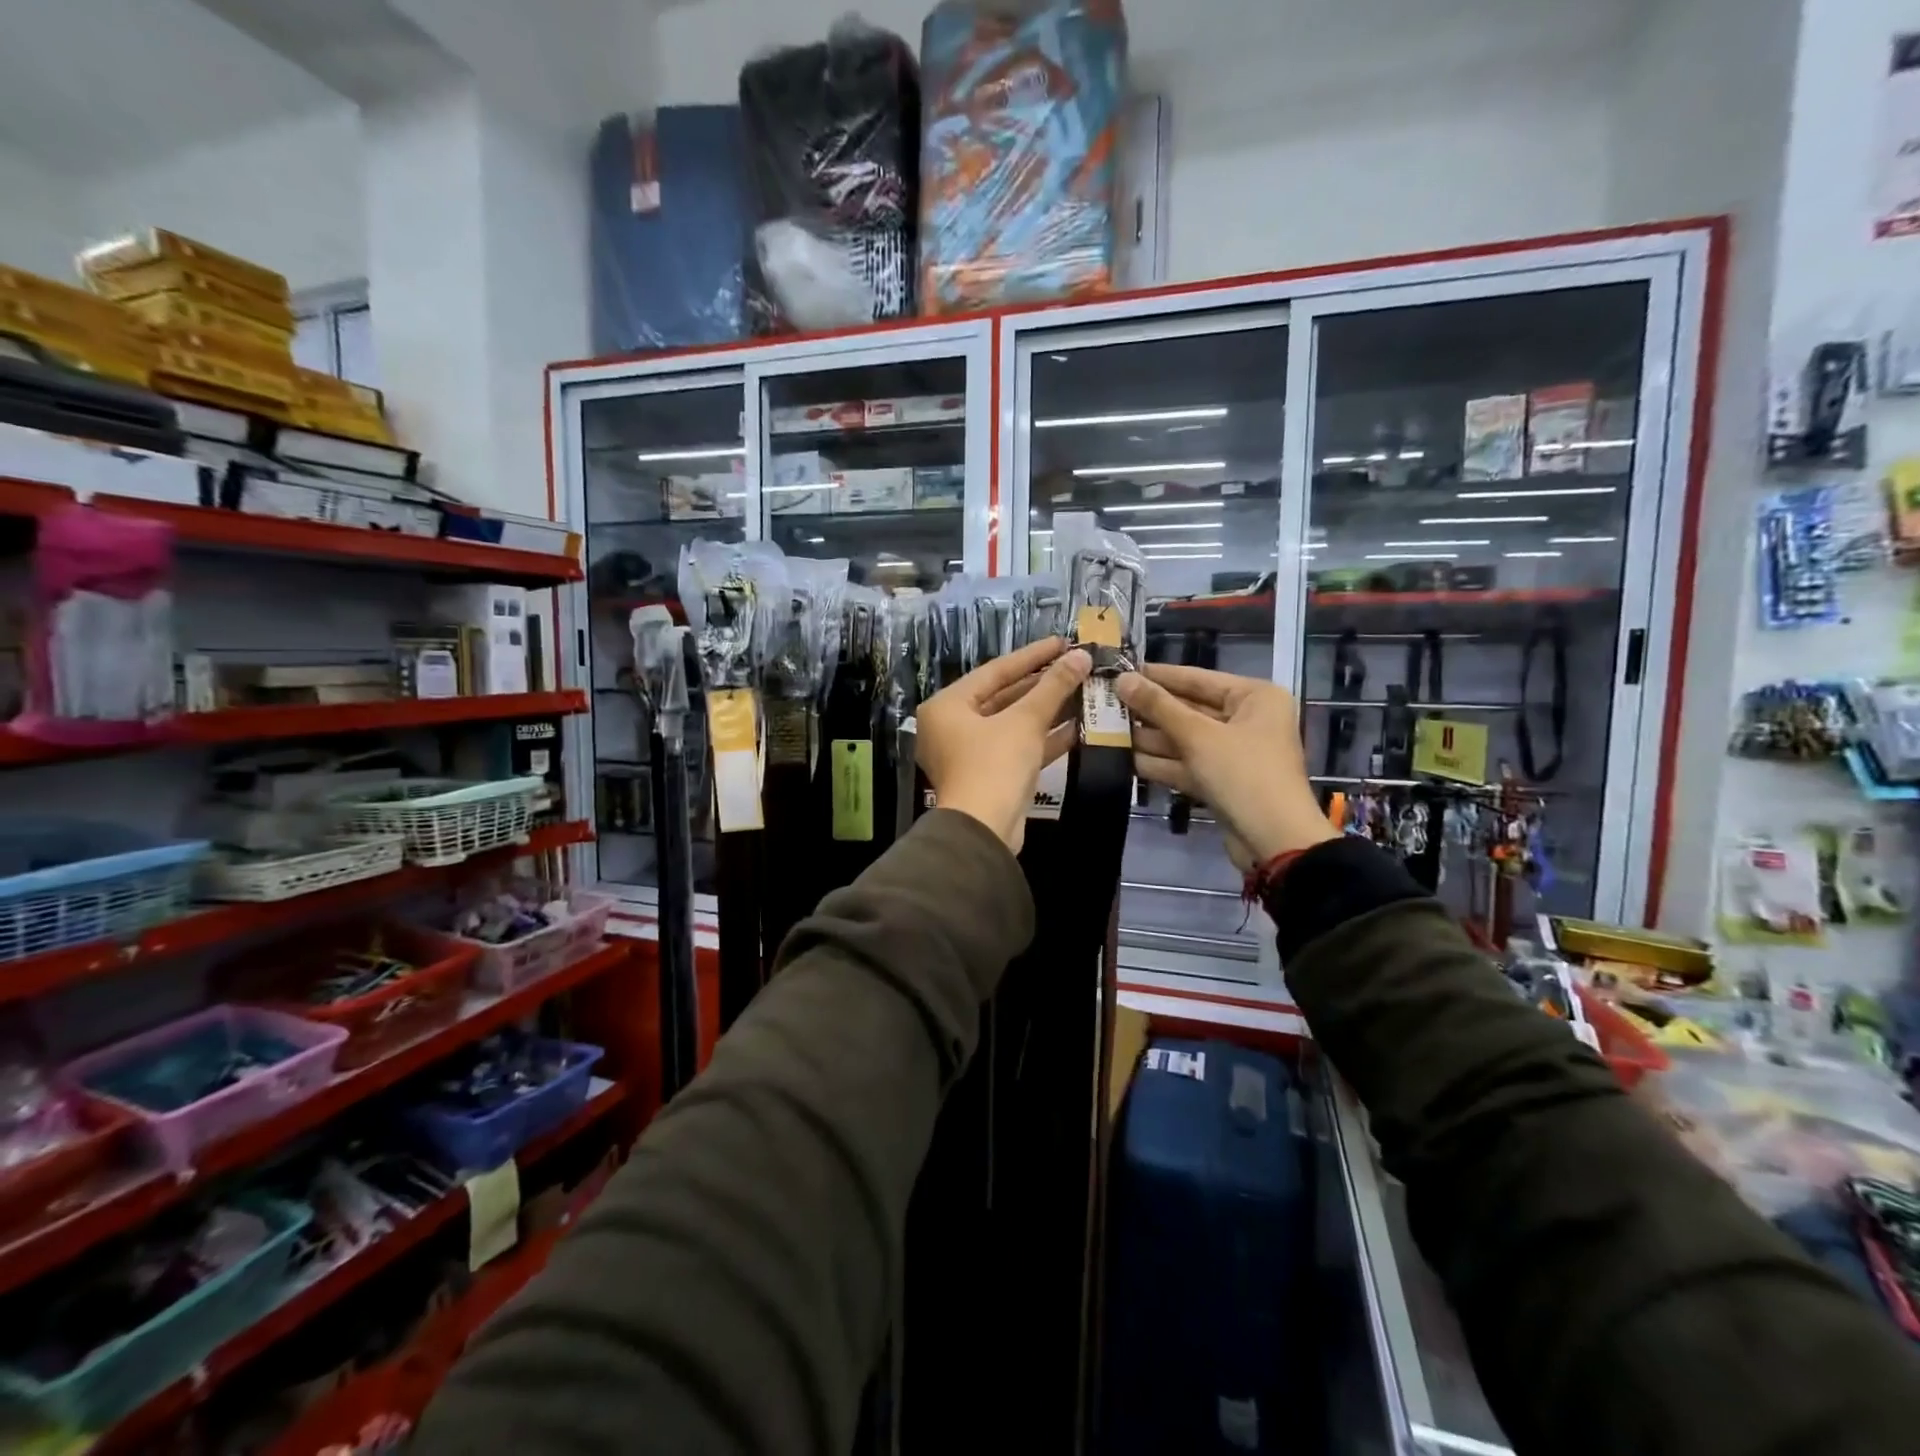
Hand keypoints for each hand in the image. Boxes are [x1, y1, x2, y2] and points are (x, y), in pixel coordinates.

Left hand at [916, 637, 1090, 852]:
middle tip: (1076, 667)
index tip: (1063, 643)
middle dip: (1042, 684)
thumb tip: (1081, 656)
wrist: (984, 831)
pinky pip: (1017, 748)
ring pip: (1013, 723)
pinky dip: (1044, 738)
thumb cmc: (994, 765)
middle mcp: (952, 726)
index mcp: (948, 706)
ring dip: (1047, 711)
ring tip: (1083, 691)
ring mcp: (970, 753)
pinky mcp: (989, 776)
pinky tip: (1077, 727)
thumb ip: (1053, 687)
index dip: (1032, 656)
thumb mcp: (1025, 721)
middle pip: (1003, 696)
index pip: (995, 671)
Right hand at [1117, 664, 1335, 870]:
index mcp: (1253, 697)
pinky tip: (1124, 759)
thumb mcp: (1198, 736)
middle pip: (1189, 709)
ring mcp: (1233, 753)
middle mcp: (1246, 720)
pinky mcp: (1221, 782)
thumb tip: (1121, 679)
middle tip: (1105, 703)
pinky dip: (1160, 763)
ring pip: (1184, 739)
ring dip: (1148, 738)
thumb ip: (1158, 706)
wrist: (1275, 841)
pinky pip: (1186, 764)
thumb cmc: (1243, 774)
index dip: (1157, 676)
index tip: (1119, 670)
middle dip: (1149, 710)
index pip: (1196, 678)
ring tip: (1106, 730)